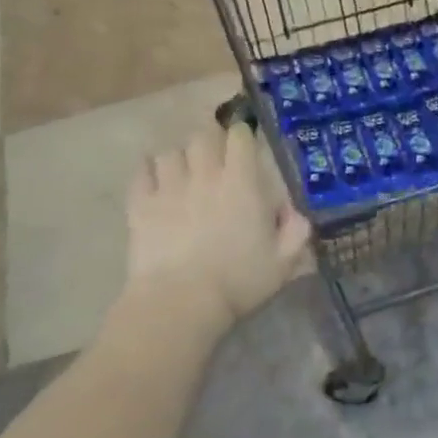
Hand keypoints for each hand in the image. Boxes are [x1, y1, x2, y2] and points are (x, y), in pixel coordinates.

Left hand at [124, 121, 312, 324]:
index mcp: (241, 183)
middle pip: (203, 137)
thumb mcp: (283, 262)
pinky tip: (153, 181)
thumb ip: (296, 232)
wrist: (181, 302)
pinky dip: (148, 171)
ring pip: (171, 152)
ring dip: (180, 158)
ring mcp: (168, 187)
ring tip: (183, 172)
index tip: (245, 144)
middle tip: (215, 158)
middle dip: (210, 141)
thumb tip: (297, 213)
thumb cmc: (238, 281)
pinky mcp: (140, 204)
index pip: (240, 137)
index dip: (243, 135)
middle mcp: (205, 175)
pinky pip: (141, 172)